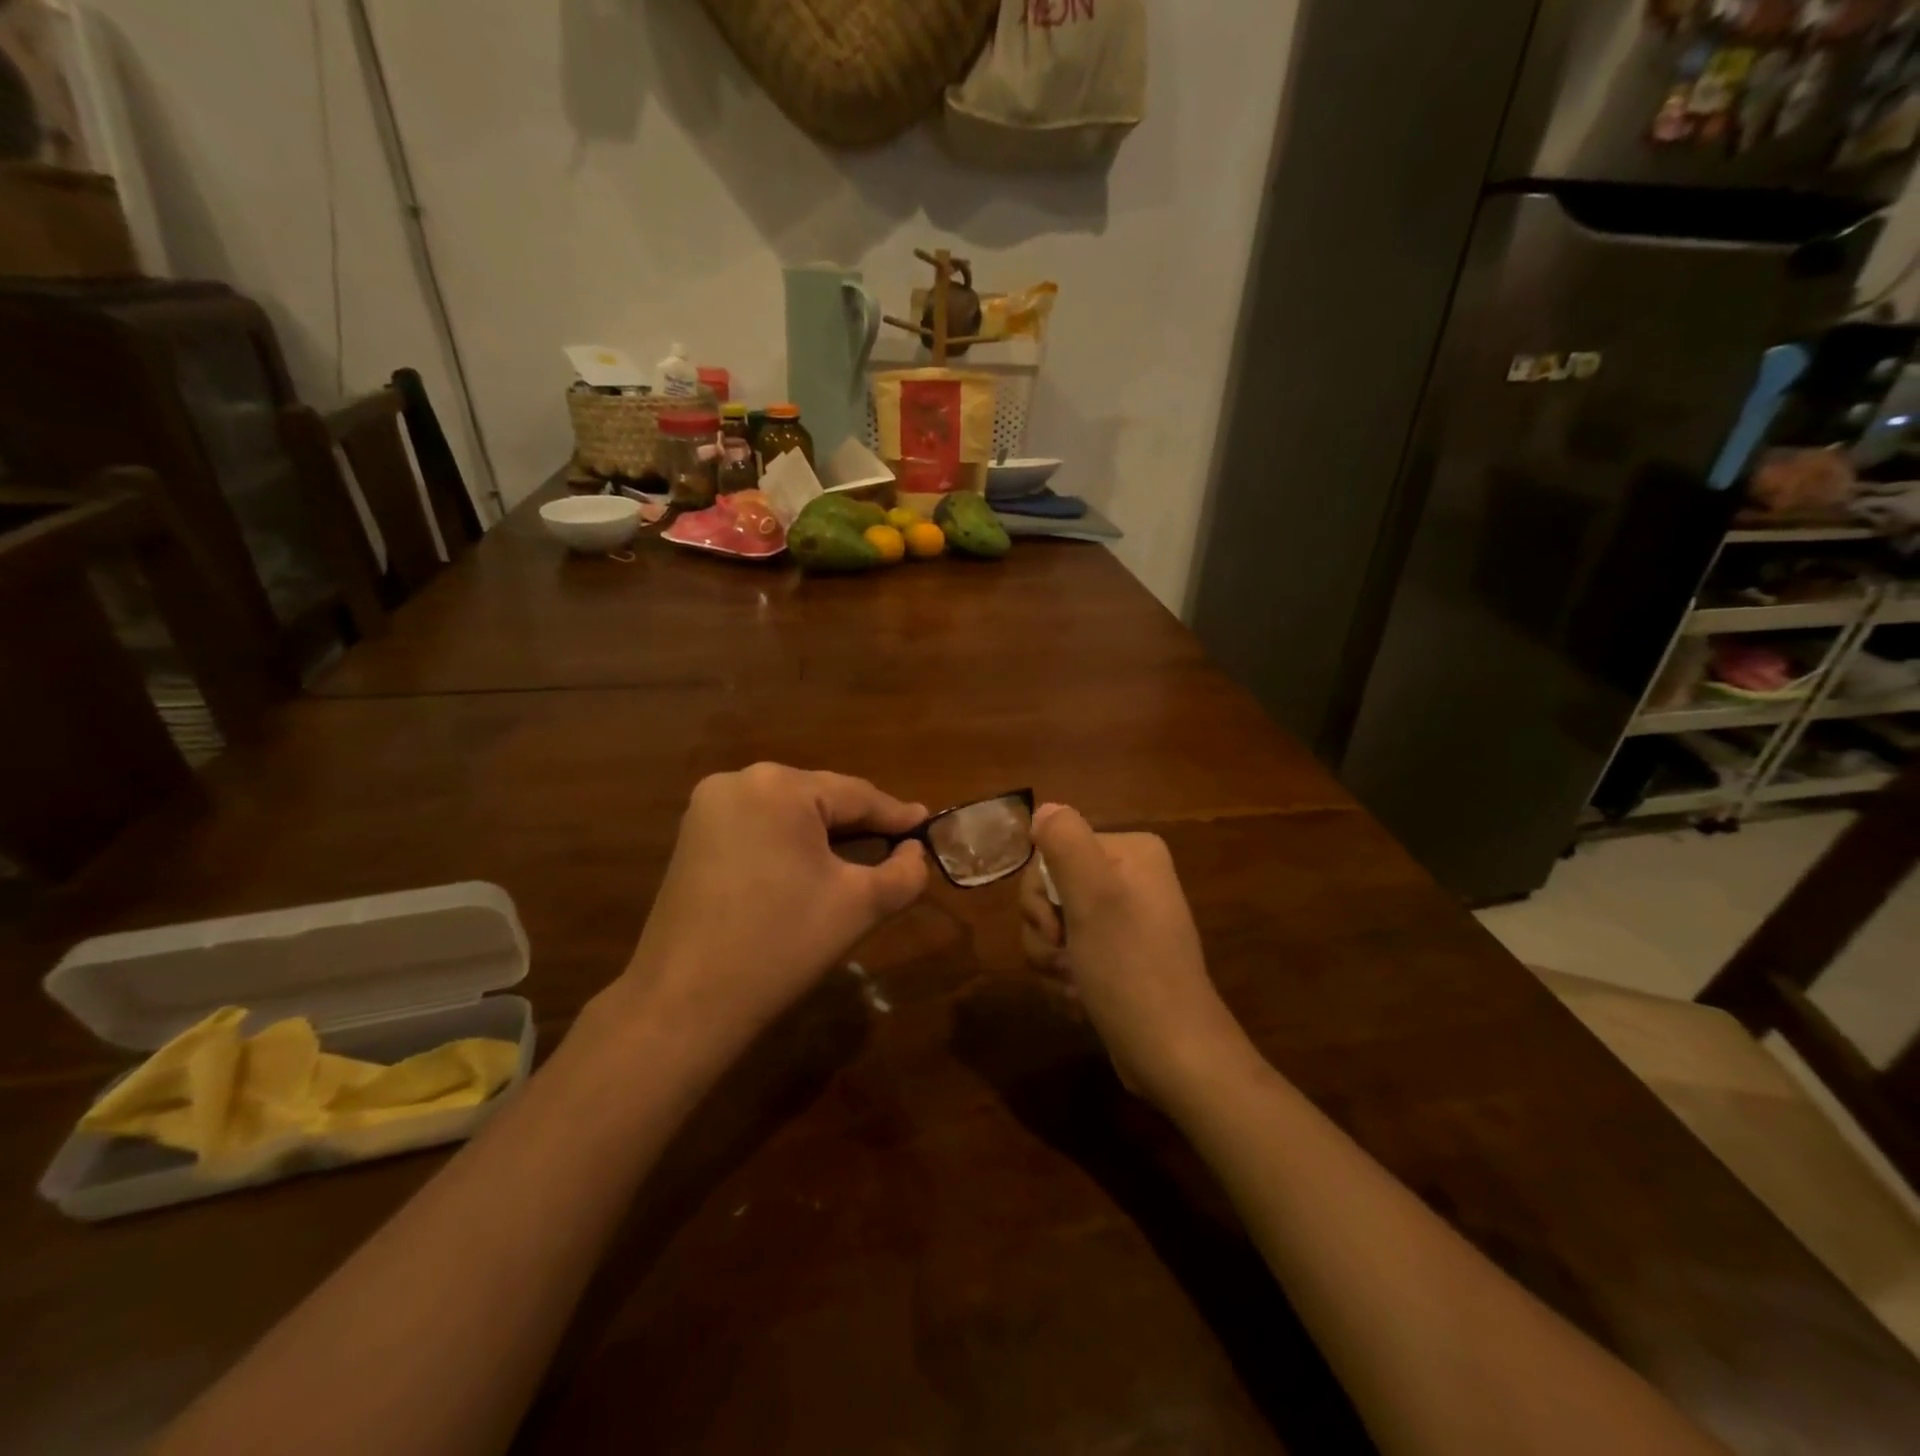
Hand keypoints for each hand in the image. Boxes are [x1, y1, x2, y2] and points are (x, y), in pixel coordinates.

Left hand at [611, 764, 928, 1056]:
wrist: (685, 1004)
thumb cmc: (782, 946)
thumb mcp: (860, 906)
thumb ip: (904, 872)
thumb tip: (914, 852)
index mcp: (779, 786)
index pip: (856, 795)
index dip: (897, 816)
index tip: (928, 827)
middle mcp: (738, 781)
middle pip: (820, 798)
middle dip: (860, 826)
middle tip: (898, 848)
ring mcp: (707, 808)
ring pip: (789, 813)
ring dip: (825, 835)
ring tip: (861, 859)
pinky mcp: (692, 838)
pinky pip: (759, 828)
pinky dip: (789, 844)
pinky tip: (809, 870)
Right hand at [1017, 804, 1248, 1107]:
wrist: (1173, 1057)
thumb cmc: (1131, 970)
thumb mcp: (1095, 898)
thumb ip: (1066, 843)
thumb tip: (1044, 807)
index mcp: (1132, 853)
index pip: (1053, 852)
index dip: (1040, 894)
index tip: (1057, 928)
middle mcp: (1129, 878)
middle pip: (1049, 890)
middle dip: (1045, 933)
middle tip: (1065, 959)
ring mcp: (1123, 921)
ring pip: (1053, 927)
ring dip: (1051, 962)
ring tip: (1076, 987)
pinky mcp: (1115, 958)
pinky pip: (1067, 955)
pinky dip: (1065, 981)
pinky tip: (1082, 1002)